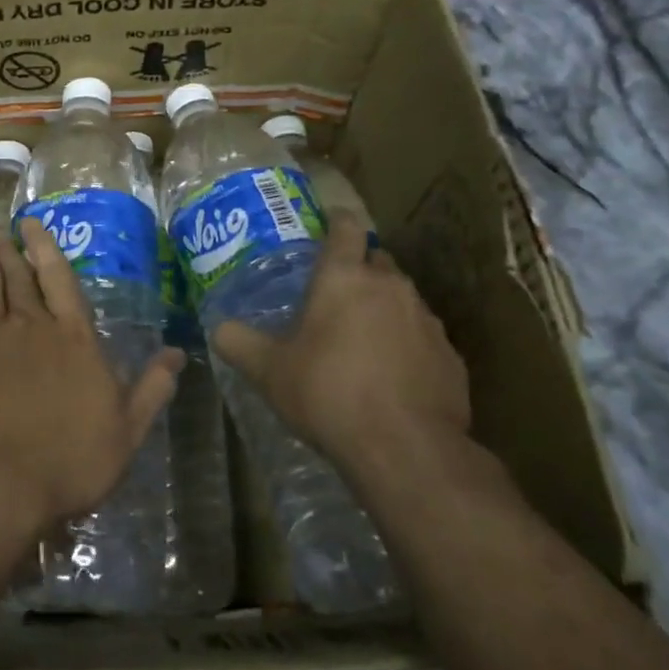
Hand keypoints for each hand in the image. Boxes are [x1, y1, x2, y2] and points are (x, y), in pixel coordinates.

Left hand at [0, 219, 182, 541]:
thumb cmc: (70, 460)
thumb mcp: (127, 431)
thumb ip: (151, 388)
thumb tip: (178, 353)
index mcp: (74, 338)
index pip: (60, 279)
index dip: (45, 248)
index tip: (31, 225)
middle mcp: (30, 327)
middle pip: (19, 278)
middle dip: (12, 253)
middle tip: (4, 236)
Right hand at [212, 214, 469, 472]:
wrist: (405, 449)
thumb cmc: (328, 393)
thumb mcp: (267, 371)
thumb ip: (238, 342)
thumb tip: (218, 328)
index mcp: (344, 278)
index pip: (346, 227)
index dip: (337, 221)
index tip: (329, 223)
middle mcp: (390, 287)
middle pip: (377, 261)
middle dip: (358, 270)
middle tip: (334, 294)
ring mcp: (426, 321)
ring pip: (402, 299)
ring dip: (383, 309)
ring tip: (361, 340)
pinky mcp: (450, 356)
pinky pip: (423, 338)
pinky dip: (406, 346)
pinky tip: (391, 376)